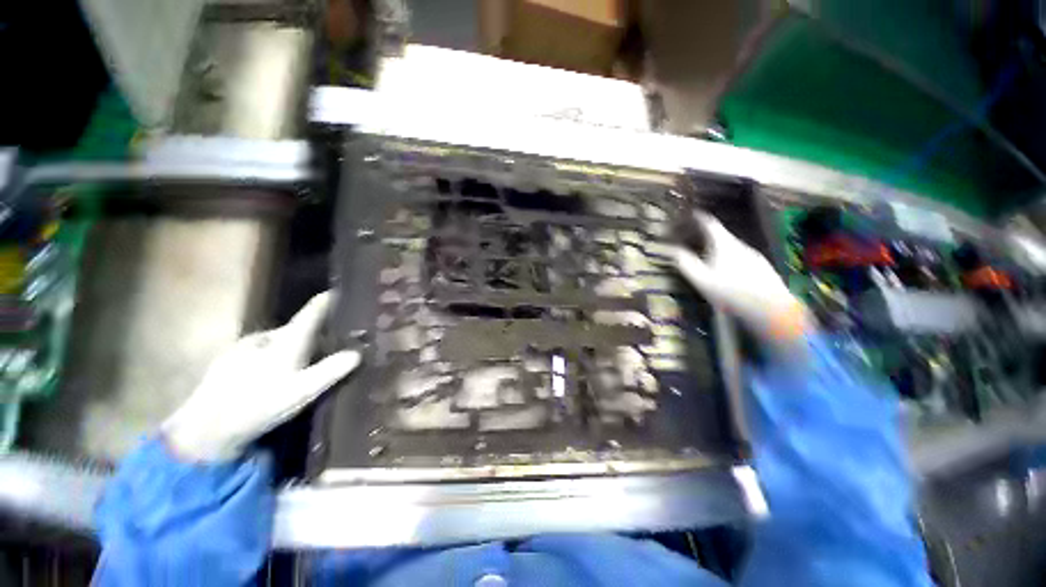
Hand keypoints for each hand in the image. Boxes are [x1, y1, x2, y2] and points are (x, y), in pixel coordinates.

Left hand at [163, 291, 359, 461]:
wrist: (205, 430)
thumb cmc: (260, 405)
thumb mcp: (303, 391)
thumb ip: (331, 370)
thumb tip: (358, 352)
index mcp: (286, 339)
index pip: (312, 311)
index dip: (329, 299)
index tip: (343, 291)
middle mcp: (266, 336)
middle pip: (297, 327)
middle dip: (316, 331)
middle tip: (334, 342)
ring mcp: (244, 347)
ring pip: (279, 340)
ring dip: (296, 345)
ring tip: (307, 361)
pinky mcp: (230, 360)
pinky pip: (263, 350)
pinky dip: (277, 355)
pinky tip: (276, 374)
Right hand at [674, 212, 811, 347]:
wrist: (771, 309)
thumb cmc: (731, 293)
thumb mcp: (701, 280)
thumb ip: (686, 263)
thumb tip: (674, 250)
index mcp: (724, 245)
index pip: (710, 224)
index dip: (700, 218)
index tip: (692, 213)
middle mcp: (741, 246)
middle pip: (722, 236)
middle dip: (708, 237)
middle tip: (695, 241)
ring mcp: (755, 256)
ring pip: (733, 248)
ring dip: (720, 250)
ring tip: (710, 260)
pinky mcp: (763, 268)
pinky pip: (742, 259)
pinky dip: (732, 260)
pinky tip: (730, 275)